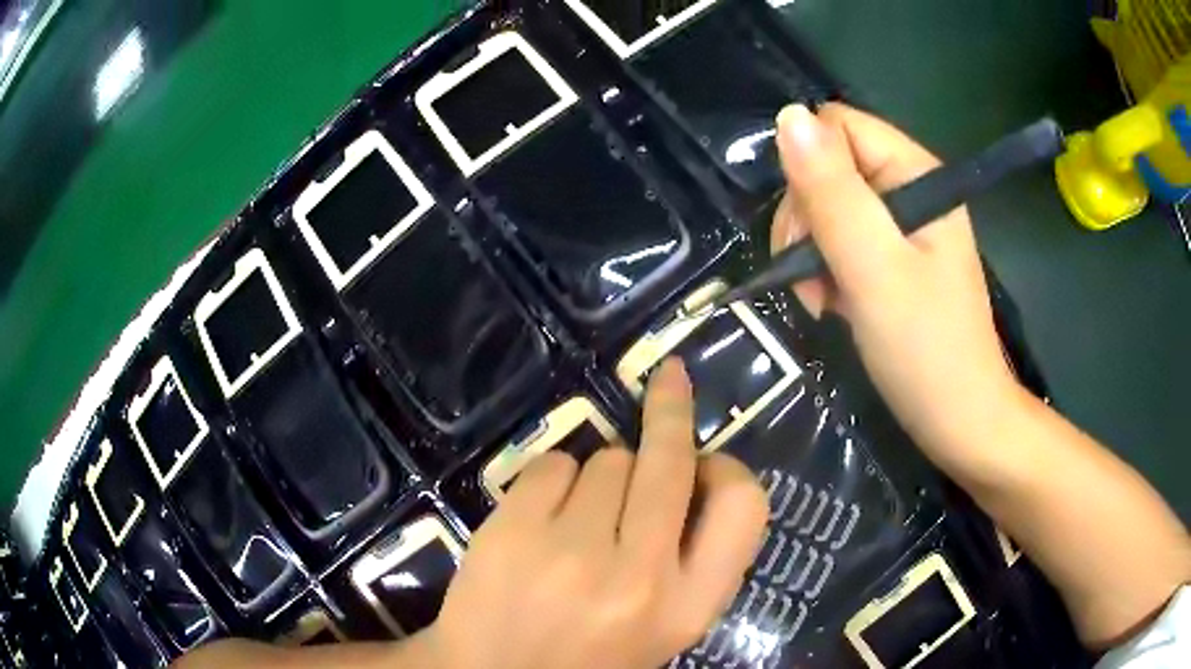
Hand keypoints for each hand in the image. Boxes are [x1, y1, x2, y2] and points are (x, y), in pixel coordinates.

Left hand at [414, 360, 767, 668]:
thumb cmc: (588, 654)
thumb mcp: (664, 624)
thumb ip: (691, 559)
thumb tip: (693, 470)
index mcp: (688, 607)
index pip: (744, 506)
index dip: (729, 468)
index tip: (706, 454)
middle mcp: (640, 577)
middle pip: (669, 460)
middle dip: (670, 409)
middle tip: (670, 380)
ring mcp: (572, 553)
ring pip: (607, 458)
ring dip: (599, 474)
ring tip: (577, 521)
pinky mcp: (513, 531)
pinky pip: (553, 463)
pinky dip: (553, 478)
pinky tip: (539, 520)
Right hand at [771, 102, 1020, 464]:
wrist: (961, 423)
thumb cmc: (926, 351)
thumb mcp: (874, 269)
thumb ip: (833, 193)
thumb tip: (789, 116)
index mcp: (915, 173)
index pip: (837, 128)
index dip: (808, 170)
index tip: (806, 235)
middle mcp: (909, 188)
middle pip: (829, 166)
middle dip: (806, 219)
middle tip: (809, 279)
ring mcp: (903, 226)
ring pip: (828, 206)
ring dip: (810, 251)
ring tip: (819, 300)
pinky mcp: (895, 258)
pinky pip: (841, 240)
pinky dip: (825, 270)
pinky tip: (830, 304)